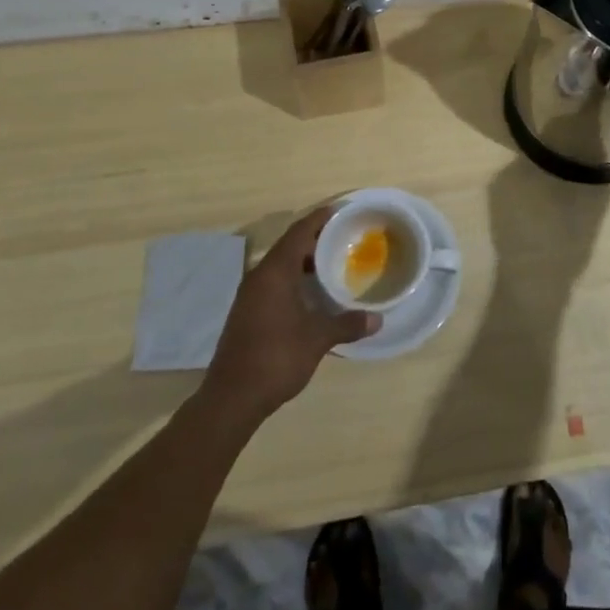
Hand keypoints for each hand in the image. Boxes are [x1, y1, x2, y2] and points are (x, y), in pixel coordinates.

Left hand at [202, 206, 378, 419]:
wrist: (231, 398)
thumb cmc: (276, 358)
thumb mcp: (317, 339)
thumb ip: (347, 324)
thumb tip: (377, 319)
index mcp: (274, 272)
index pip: (299, 232)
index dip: (320, 219)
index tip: (342, 211)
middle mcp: (259, 276)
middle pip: (289, 245)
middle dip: (316, 239)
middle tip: (344, 238)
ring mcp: (250, 296)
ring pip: (280, 265)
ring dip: (304, 261)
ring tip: (333, 264)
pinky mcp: (247, 313)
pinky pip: (274, 282)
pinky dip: (294, 279)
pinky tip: (312, 294)